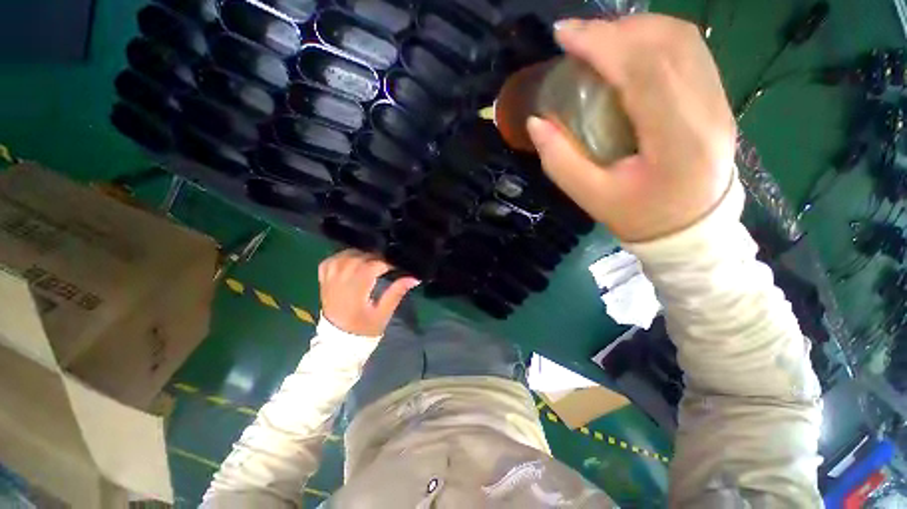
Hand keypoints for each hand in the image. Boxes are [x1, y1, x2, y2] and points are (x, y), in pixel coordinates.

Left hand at [318, 249, 419, 336]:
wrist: (339, 342)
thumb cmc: (364, 329)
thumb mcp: (384, 313)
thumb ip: (396, 293)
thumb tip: (414, 278)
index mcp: (355, 291)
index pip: (371, 267)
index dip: (386, 263)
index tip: (397, 266)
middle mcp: (340, 282)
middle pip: (358, 258)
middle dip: (375, 257)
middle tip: (387, 263)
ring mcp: (329, 281)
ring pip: (344, 256)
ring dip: (360, 254)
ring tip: (373, 260)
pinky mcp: (323, 282)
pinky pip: (330, 261)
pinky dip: (341, 256)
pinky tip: (352, 260)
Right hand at [527, 15, 736, 241]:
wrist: (691, 228)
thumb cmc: (639, 218)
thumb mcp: (591, 197)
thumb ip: (560, 161)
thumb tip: (536, 122)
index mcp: (677, 140)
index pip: (645, 69)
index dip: (602, 43)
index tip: (564, 36)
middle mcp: (707, 110)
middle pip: (667, 43)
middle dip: (614, 30)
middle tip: (576, 38)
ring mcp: (719, 99)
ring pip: (682, 39)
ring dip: (634, 29)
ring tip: (598, 42)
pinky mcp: (718, 97)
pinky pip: (689, 50)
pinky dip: (653, 38)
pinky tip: (627, 50)